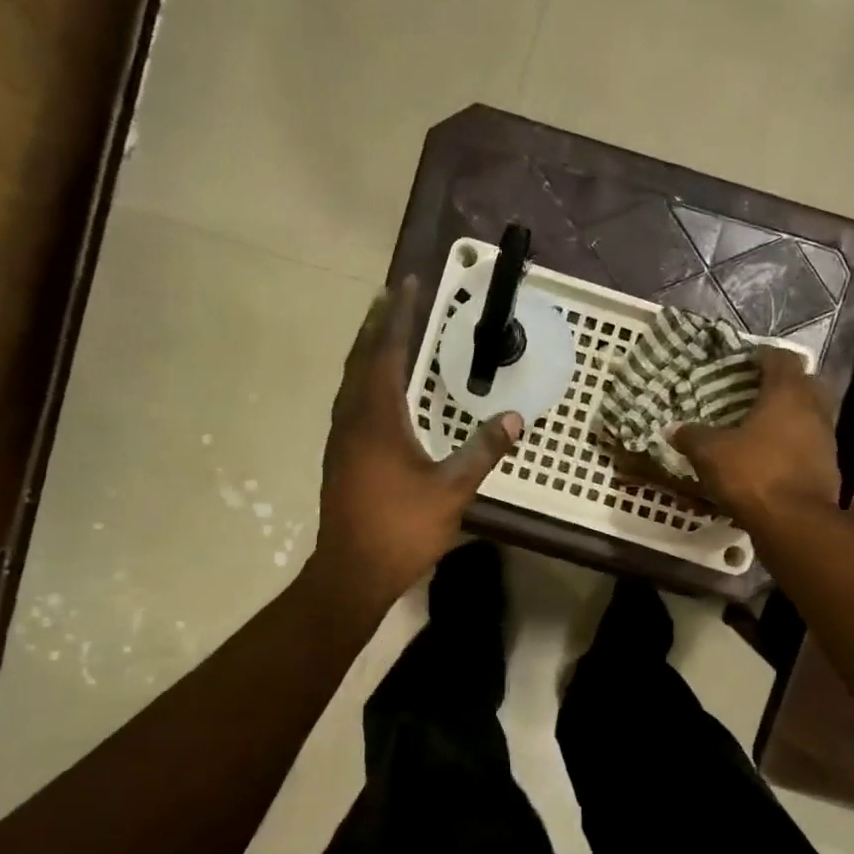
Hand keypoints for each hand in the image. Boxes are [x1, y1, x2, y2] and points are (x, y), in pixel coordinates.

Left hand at [314, 275, 520, 605]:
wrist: (352, 571)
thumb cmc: (402, 528)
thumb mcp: (452, 490)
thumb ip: (483, 451)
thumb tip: (514, 418)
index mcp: (377, 418)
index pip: (387, 352)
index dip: (399, 316)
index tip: (408, 282)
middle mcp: (352, 419)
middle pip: (361, 358)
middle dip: (377, 324)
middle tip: (392, 294)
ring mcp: (341, 439)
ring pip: (351, 380)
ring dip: (367, 350)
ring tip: (384, 330)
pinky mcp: (339, 457)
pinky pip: (351, 401)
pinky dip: (365, 380)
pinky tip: (379, 391)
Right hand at [670, 348, 839, 524]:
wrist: (795, 523)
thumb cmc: (753, 474)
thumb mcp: (710, 454)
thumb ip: (692, 436)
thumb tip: (673, 429)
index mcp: (788, 394)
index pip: (782, 358)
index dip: (762, 356)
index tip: (744, 361)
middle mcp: (813, 409)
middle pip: (803, 383)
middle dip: (782, 384)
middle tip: (755, 392)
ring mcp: (826, 439)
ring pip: (809, 415)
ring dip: (789, 416)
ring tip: (760, 427)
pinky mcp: (828, 468)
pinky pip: (809, 444)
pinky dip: (793, 444)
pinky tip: (771, 458)